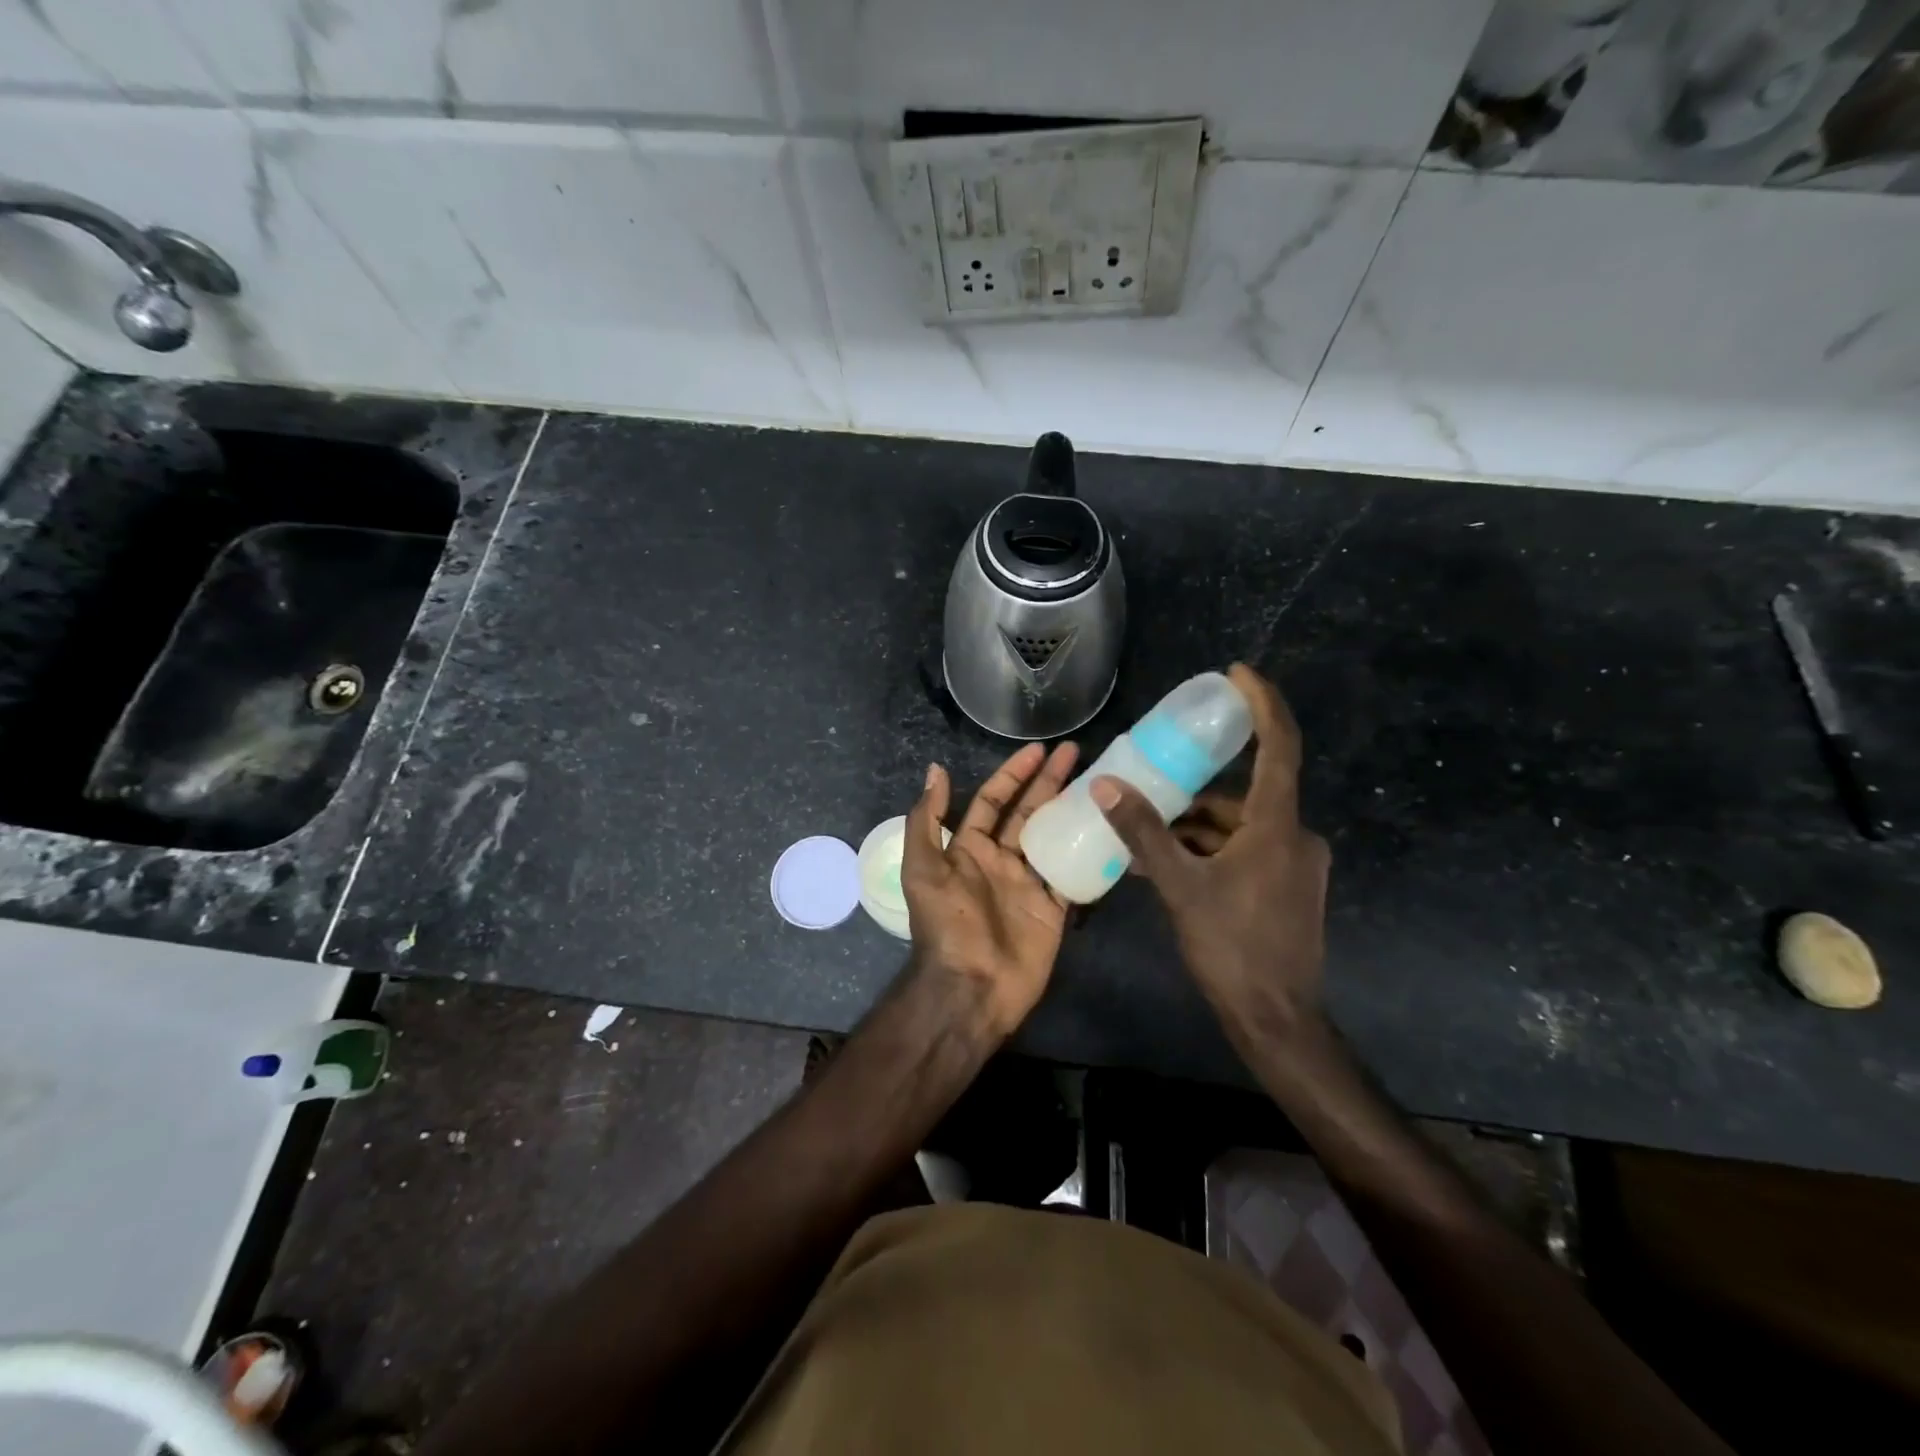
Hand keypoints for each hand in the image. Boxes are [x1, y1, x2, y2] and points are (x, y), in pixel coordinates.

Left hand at [901, 741, 1078, 1037]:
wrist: (971, 987)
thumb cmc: (946, 924)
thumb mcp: (923, 868)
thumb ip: (926, 820)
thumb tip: (936, 770)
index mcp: (970, 849)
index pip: (992, 800)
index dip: (1012, 774)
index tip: (1038, 750)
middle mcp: (1001, 860)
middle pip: (1028, 812)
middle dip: (1048, 781)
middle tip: (1074, 752)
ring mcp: (1029, 884)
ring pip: (1053, 836)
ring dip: (1071, 810)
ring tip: (1097, 782)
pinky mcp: (1053, 908)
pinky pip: (1073, 873)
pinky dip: (1088, 853)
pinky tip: (1107, 828)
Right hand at [1092, 664, 1330, 1045]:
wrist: (1277, 1020)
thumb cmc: (1232, 948)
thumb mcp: (1180, 886)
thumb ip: (1143, 833)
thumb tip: (1105, 785)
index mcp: (1277, 826)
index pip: (1279, 746)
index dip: (1262, 704)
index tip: (1237, 674)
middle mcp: (1296, 836)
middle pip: (1247, 792)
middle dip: (1198, 788)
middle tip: (1156, 781)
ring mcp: (1297, 864)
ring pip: (1243, 825)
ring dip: (1200, 826)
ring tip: (1150, 833)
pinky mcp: (1289, 887)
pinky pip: (1247, 850)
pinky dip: (1213, 849)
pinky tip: (1175, 866)